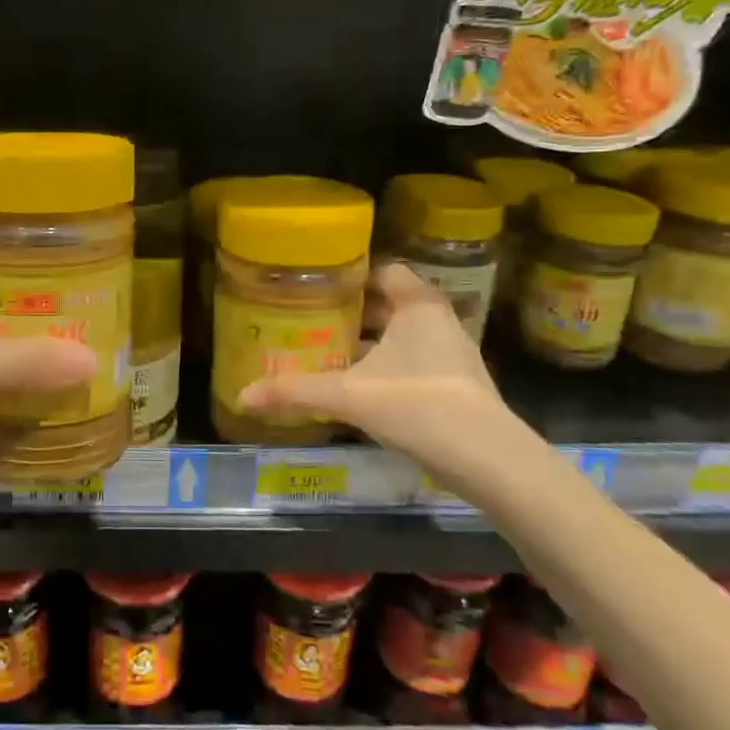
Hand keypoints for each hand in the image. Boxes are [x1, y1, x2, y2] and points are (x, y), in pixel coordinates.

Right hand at [235, 263, 543, 499]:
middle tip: (312, 319)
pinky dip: (386, 368)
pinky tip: (359, 389)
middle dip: (353, 312)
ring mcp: (452, 355)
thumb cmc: (416, 405)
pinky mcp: (457, 387)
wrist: (488, 459)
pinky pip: (413, 364)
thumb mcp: (348, 395)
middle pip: (390, 305)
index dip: (351, 275)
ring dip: (370, 344)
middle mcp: (440, 321)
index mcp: (418, 305)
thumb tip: (242, 395)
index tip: (317, 285)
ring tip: (328, 352)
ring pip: (402, 337)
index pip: (384, 270)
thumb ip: (295, 392)